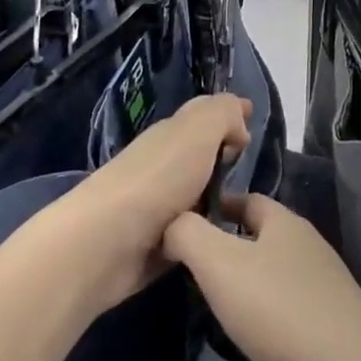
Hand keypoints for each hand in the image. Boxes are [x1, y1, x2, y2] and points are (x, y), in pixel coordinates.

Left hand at [66, 93, 250, 310]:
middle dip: (225, 156)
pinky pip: (192, 232)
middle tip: (253, 168)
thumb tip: (239, 125)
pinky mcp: (157, 246)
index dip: (229, 115)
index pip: (204, 116)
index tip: (254, 120)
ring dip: (219, 199)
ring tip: (252, 213)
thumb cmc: (157, 179)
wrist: (106, 244)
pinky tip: (228, 243)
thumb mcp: (197, 132)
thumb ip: (223, 114)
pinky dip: (206, 233)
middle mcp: (164, 165)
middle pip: (201, 154)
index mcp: (172, 134)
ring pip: (198, 194)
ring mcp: (159, 207)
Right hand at [163, 193, 360, 360]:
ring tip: (214, 305)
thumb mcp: (219, 264)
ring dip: (247, 283)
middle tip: (190, 270)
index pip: (245, 198)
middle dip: (227, 247)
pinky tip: (252, 337)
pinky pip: (289, 308)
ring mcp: (323, 286)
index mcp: (284, 222)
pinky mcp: (331, 325)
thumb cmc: (279, 308)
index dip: (214, 207)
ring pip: (274, 273)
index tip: (182, 226)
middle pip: (261, 236)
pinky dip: (266, 315)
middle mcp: (307, 246)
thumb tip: (171, 222)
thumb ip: (188, 234)